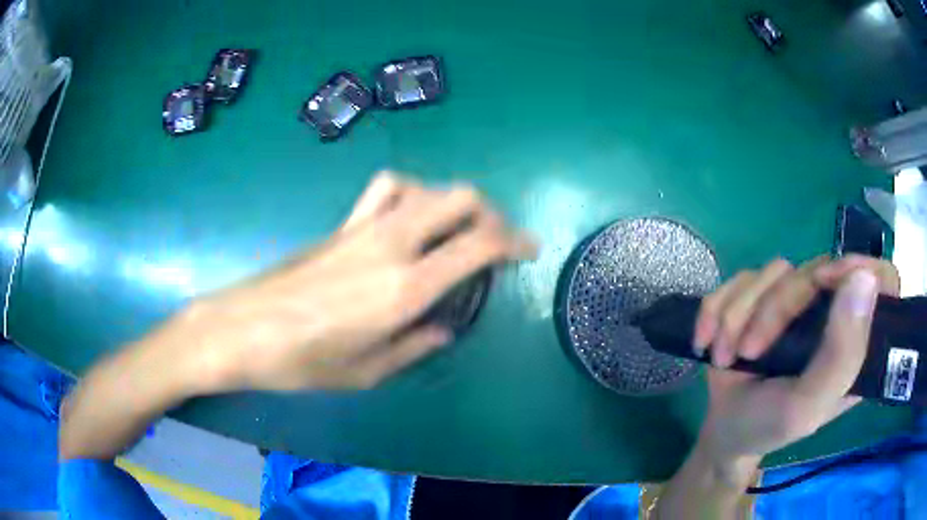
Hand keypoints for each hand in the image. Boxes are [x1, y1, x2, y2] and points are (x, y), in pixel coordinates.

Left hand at [183, 171, 536, 391]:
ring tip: (456, 230)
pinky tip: (409, 218)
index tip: (529, 250)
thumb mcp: (367, 371)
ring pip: (427, 187)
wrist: (243, 329)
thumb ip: (415, 346)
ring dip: (453, 203)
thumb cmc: (302, 361)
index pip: (478, 244)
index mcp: (405, 288)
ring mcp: (364, 227)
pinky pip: (386, 189)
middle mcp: (392, 245)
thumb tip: (444, 329)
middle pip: (459, 198)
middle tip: (497, 241)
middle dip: (491, 213)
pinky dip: (412, 193)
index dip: (514, 241)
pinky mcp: (342, 224)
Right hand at [691, 255, 896, 475]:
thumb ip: (842, 354)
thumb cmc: (769, 427)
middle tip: (748, 351)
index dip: (861, 268)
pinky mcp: (765, 297)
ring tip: (725, 355)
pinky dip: (718, 308)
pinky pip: (741, 278)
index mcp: (856, 341)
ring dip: (739, 314)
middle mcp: (833, 312)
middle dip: (774, 309)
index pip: (883, 280)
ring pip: (775, 272)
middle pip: (817, 270)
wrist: (722, 431)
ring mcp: (799, 302)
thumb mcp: (808, 406)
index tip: (826, 284)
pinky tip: (707, 340)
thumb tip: (865, 278)